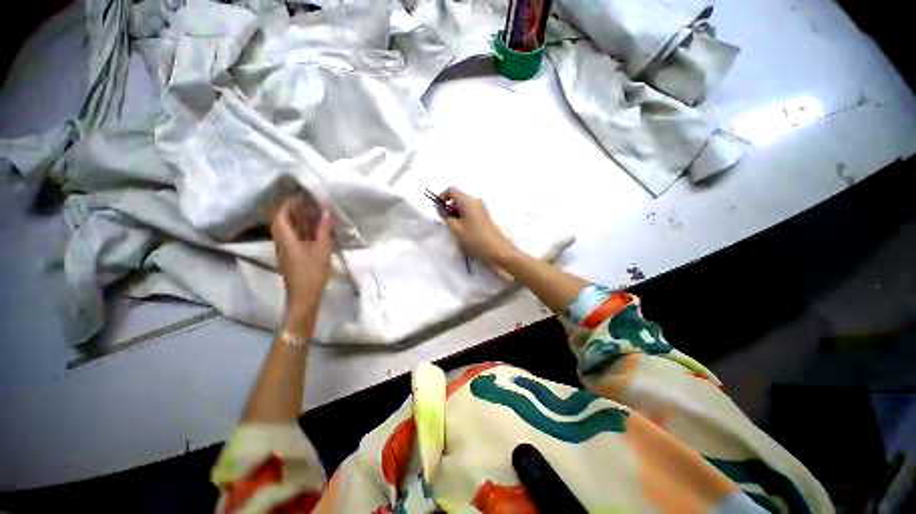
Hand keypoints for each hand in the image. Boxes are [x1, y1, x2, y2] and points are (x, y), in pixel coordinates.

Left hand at [270, 193, 332, 319]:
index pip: (281, 214)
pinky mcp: (291, 254)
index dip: (289, 203)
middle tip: (312, 203)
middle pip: (283, 219)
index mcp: (286, 238)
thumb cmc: (312, 274)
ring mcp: (286, 248)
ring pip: (289, 228)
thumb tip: (327, 212)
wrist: (303, 297)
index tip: (303, 195)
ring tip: (316, 213)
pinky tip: (316, 229)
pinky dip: (303, 229)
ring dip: (300, 218)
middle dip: (295, 209)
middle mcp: (282, 241)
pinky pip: (294, 236)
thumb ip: (324, 231)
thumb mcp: (322, 251)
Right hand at [440, 187, 516, 265]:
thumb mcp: (456, 229)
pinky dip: (463, 217)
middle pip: (458, 198)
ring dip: (456, 214)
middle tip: (446, 222)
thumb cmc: (475, 239)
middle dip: (449, 208)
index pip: (451, 190)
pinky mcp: (485, 216)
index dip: (442, 198)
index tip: (438, 209)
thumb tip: (443, 211)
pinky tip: (464, 231)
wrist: (497, 249)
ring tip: (455, 229)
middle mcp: (476, 201)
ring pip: (464, 206)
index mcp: (468, 201)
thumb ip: (446, 218)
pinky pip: (470, 212)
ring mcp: (482, 208)